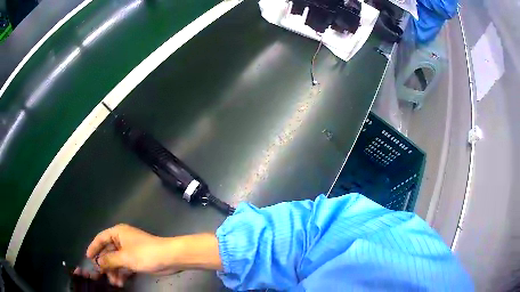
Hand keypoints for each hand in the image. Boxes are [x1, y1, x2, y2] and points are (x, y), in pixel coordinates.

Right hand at [79, 224, 221, 286]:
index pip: (101, 239)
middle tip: (101, 276)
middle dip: (105, 264)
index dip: (93, 248)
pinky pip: (125, 267)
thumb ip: (109, 260)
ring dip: (114, 272)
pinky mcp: (137, 260)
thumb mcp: (124, 257)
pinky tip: (120, 283)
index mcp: (117, 233)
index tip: (88, 258)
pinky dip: (122, 274)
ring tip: (114, 283)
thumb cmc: (145, 253)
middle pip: (108, 252)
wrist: (170, 258)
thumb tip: (97, 262)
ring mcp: (129, 251)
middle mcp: (122, 240)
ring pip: (116, 261)